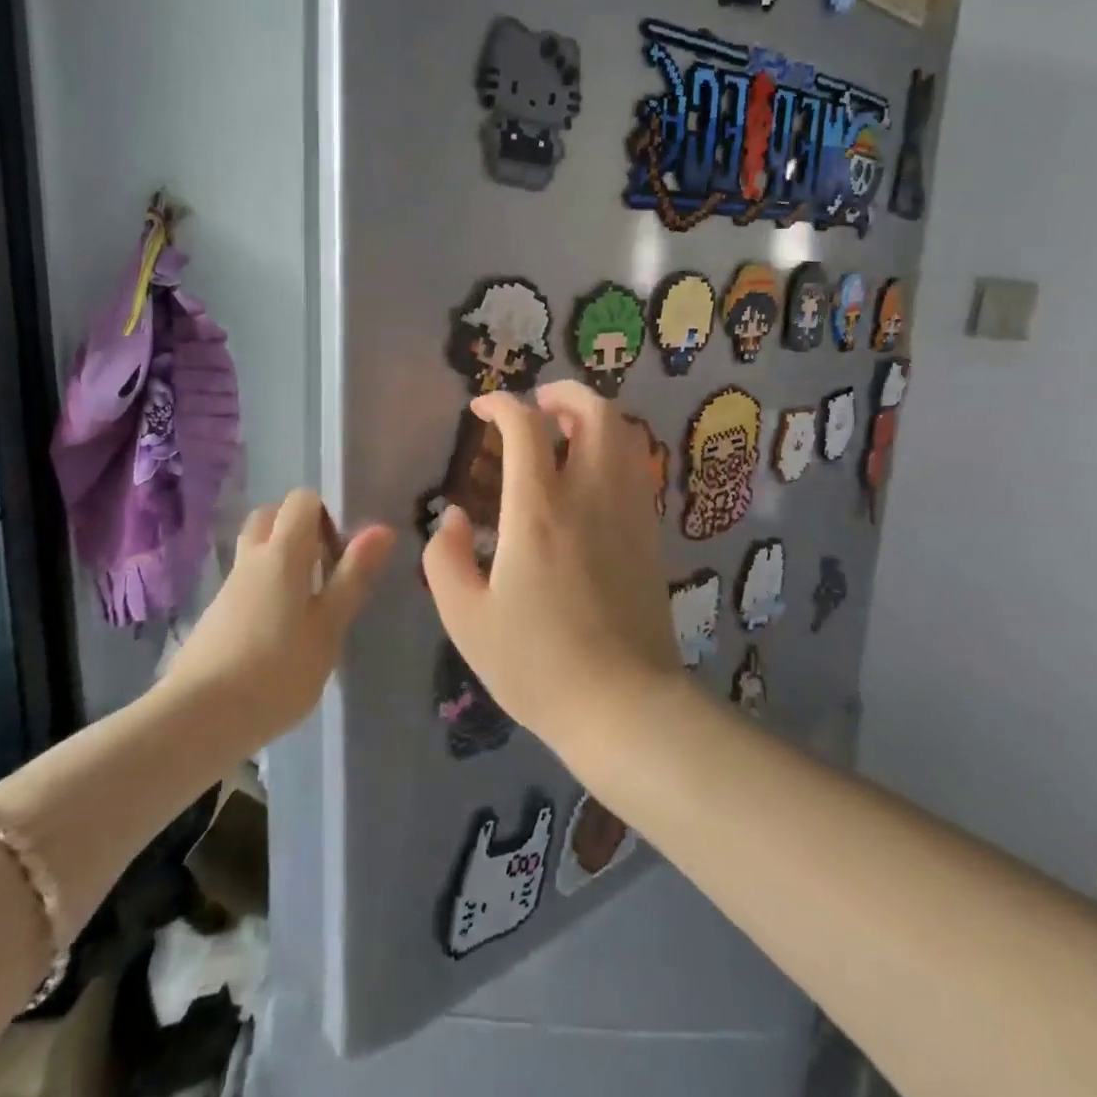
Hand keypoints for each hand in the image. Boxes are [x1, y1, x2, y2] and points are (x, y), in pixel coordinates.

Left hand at [166, 489, 393, 744]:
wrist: (199, 719)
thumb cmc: (278, 670)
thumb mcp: (329, 627)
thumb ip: (353, 576)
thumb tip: (381, 529)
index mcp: (282, 552)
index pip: (301, 500)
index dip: (326, 515)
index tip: (342, 552)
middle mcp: (251, 559)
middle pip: (271, 517)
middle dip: (299, 530)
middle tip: (324, 569)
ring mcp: (228, 587)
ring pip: (256, 551)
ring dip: (282, 561)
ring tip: (307, 606)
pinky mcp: (215, 616)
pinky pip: (246, 583)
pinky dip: (265, 589)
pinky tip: (279, 633)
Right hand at [422, 381, 681, 754]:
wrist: (624, 705)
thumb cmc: (537, 664)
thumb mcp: (467, 619)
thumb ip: (446, 558)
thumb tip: (453, 518)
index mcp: (539, 511)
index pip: (526, 426)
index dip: (501, 404)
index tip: (481, 410)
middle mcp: (590, 496)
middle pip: (595, 411)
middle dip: (565, 392)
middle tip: (537, 404)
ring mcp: (629, 511)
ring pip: (626, 434)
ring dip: (595, 416)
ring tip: (565, 431)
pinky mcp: (650, 533)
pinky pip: (637, 467)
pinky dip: (615, 448)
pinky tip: (591, 474)